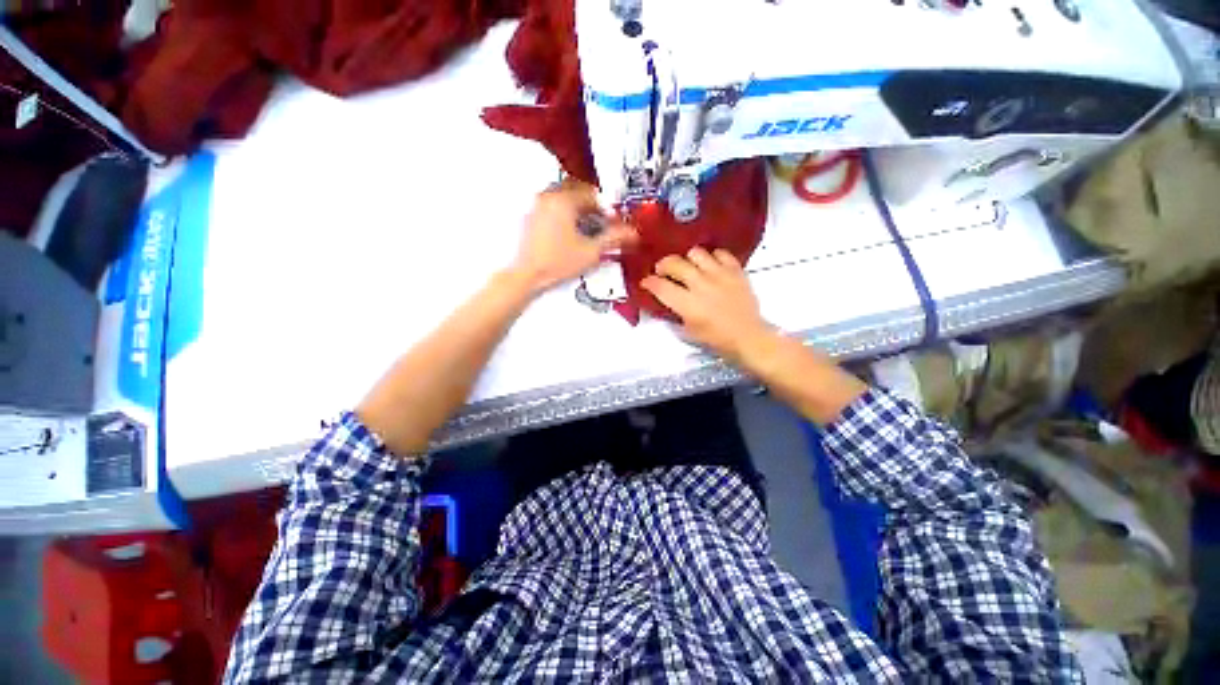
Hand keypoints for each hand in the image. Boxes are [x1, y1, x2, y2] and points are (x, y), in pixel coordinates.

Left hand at [512, 180, 636, 292]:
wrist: (528, 275)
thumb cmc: (556, 263)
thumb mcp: (591, 252)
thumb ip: (613, 239)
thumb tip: (631, 233)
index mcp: (563, 200)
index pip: (592, 194)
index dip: (606, 207)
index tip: (612, 220)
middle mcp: (548, 197)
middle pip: (577, 190)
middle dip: (593, 204)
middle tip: (602, 220)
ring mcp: (537, 206)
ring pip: (564, 197)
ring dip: (579, 207)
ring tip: (588, 227)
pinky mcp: (532, 217)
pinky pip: (553, 206)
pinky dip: (565, 213)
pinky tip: (571, 232)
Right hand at [640, 247, 773, 363]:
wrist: (748, 337)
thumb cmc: (715, 339)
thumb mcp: (688, 331)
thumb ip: (675, 312)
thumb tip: (665, 299)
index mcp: (688, 304)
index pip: (661, 286)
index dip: (649, 282)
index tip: (646, 282)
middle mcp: (701, 285)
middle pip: (675, 263)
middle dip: (663, 265)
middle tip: (663, 271)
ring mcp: (720, 275)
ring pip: (696, 253)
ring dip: (688, 259)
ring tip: (689, 266)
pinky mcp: (736, 271)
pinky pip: (720, 253)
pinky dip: (712, 257)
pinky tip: (711, 266)